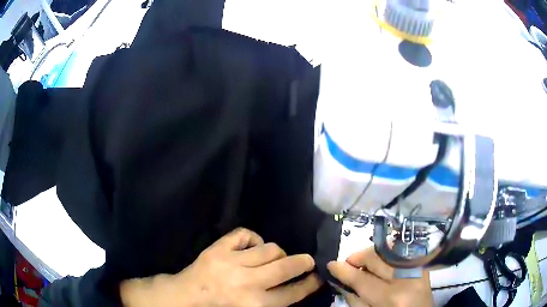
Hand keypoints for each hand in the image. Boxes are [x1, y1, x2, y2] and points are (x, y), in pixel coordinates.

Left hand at [120, 228, 322, 306]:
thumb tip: (295, 289)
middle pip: (287, 266)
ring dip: (276, 252)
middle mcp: (247, 284)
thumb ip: (273, 304)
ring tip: (274, 257)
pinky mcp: (218, 249)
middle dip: (303, 262)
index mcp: (256, 305)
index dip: (310, 283)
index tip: (318, 276)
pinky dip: (252, 239)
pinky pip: (245, 235)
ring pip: (269, 248)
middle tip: (307, 261)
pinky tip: (251, 247)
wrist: (185, 298)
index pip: (293, 293)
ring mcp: (231, 263)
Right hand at [327, 248, 432, 306]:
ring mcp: (418, 269)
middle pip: (376, 258)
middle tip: (348, 264)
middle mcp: (406, 279)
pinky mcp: (422, 265)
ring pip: (388, 250)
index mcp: (390, 298)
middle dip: (357, 257)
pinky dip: (387, 255)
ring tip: (364, 265)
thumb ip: (354, 298)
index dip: (344, 270)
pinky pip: (401, 252)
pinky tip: (381, 263)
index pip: (362, 278)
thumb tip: (341, 279)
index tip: (331, 264)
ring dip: (372, 256)